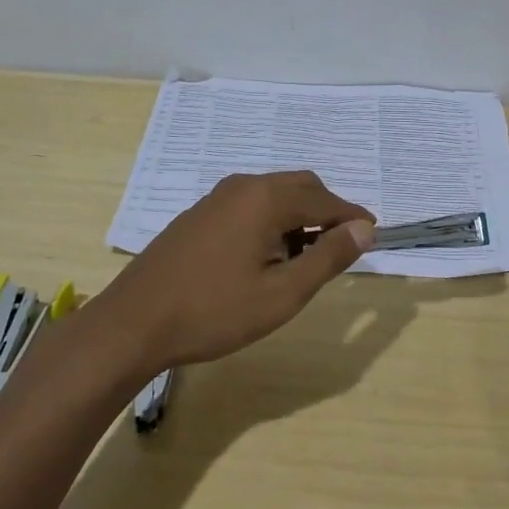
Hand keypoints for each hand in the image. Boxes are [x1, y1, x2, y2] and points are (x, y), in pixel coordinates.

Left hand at [95, 171, 375, 373]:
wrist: (134, 322)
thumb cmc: (214, 312)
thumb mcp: (282, 294)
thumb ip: (327, 258)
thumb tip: (364, 229)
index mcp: (266, 199)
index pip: (326, 201)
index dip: (353, 218)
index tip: (374, 236)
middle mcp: (244, 186)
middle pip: (302, 187)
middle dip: (327, 212)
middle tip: (342, 248)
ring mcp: (217, 197)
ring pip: (275, 194)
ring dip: (299, 216)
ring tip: (305, 259)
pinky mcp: (200, 213)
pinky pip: (251, 204)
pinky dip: (273, 220)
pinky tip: (266, 256)